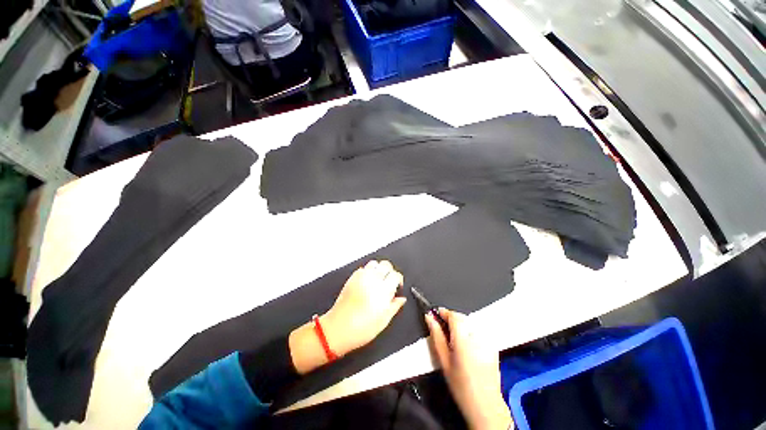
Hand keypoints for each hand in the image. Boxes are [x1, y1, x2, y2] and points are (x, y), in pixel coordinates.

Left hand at [323, 260, 406, 355]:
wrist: (338, 328)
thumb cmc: (360, 328)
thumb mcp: (383, 321)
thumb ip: (394, 306)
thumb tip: (401, 299)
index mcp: (383, 290)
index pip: (395, 275)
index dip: (398, 279)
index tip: (397, 285)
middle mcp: (373, 280)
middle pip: (386, 265)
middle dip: (389, 271)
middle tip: (389, 281)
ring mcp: (361, 277)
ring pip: (374, 263)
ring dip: (378, 269)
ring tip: (378, 279)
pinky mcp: (352, 278)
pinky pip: (362, 268)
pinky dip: (367, 271)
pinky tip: (367, 281)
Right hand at [426, 308, 512, 429]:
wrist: (485, 405)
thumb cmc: (461, 386)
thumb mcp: (443, 361)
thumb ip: (436, 335)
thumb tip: (429, 317)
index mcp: (464, 339)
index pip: (453, 315)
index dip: (443, 312)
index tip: (436, 314)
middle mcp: (478, 336)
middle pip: (462, 317)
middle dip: (451, 319)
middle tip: (443, 329)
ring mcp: (488, 340)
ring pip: (470, 322)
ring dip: (461, 325)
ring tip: (454, 339)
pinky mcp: (493, 344)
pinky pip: (478, 330)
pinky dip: (470, 331)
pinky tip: (467, 345)